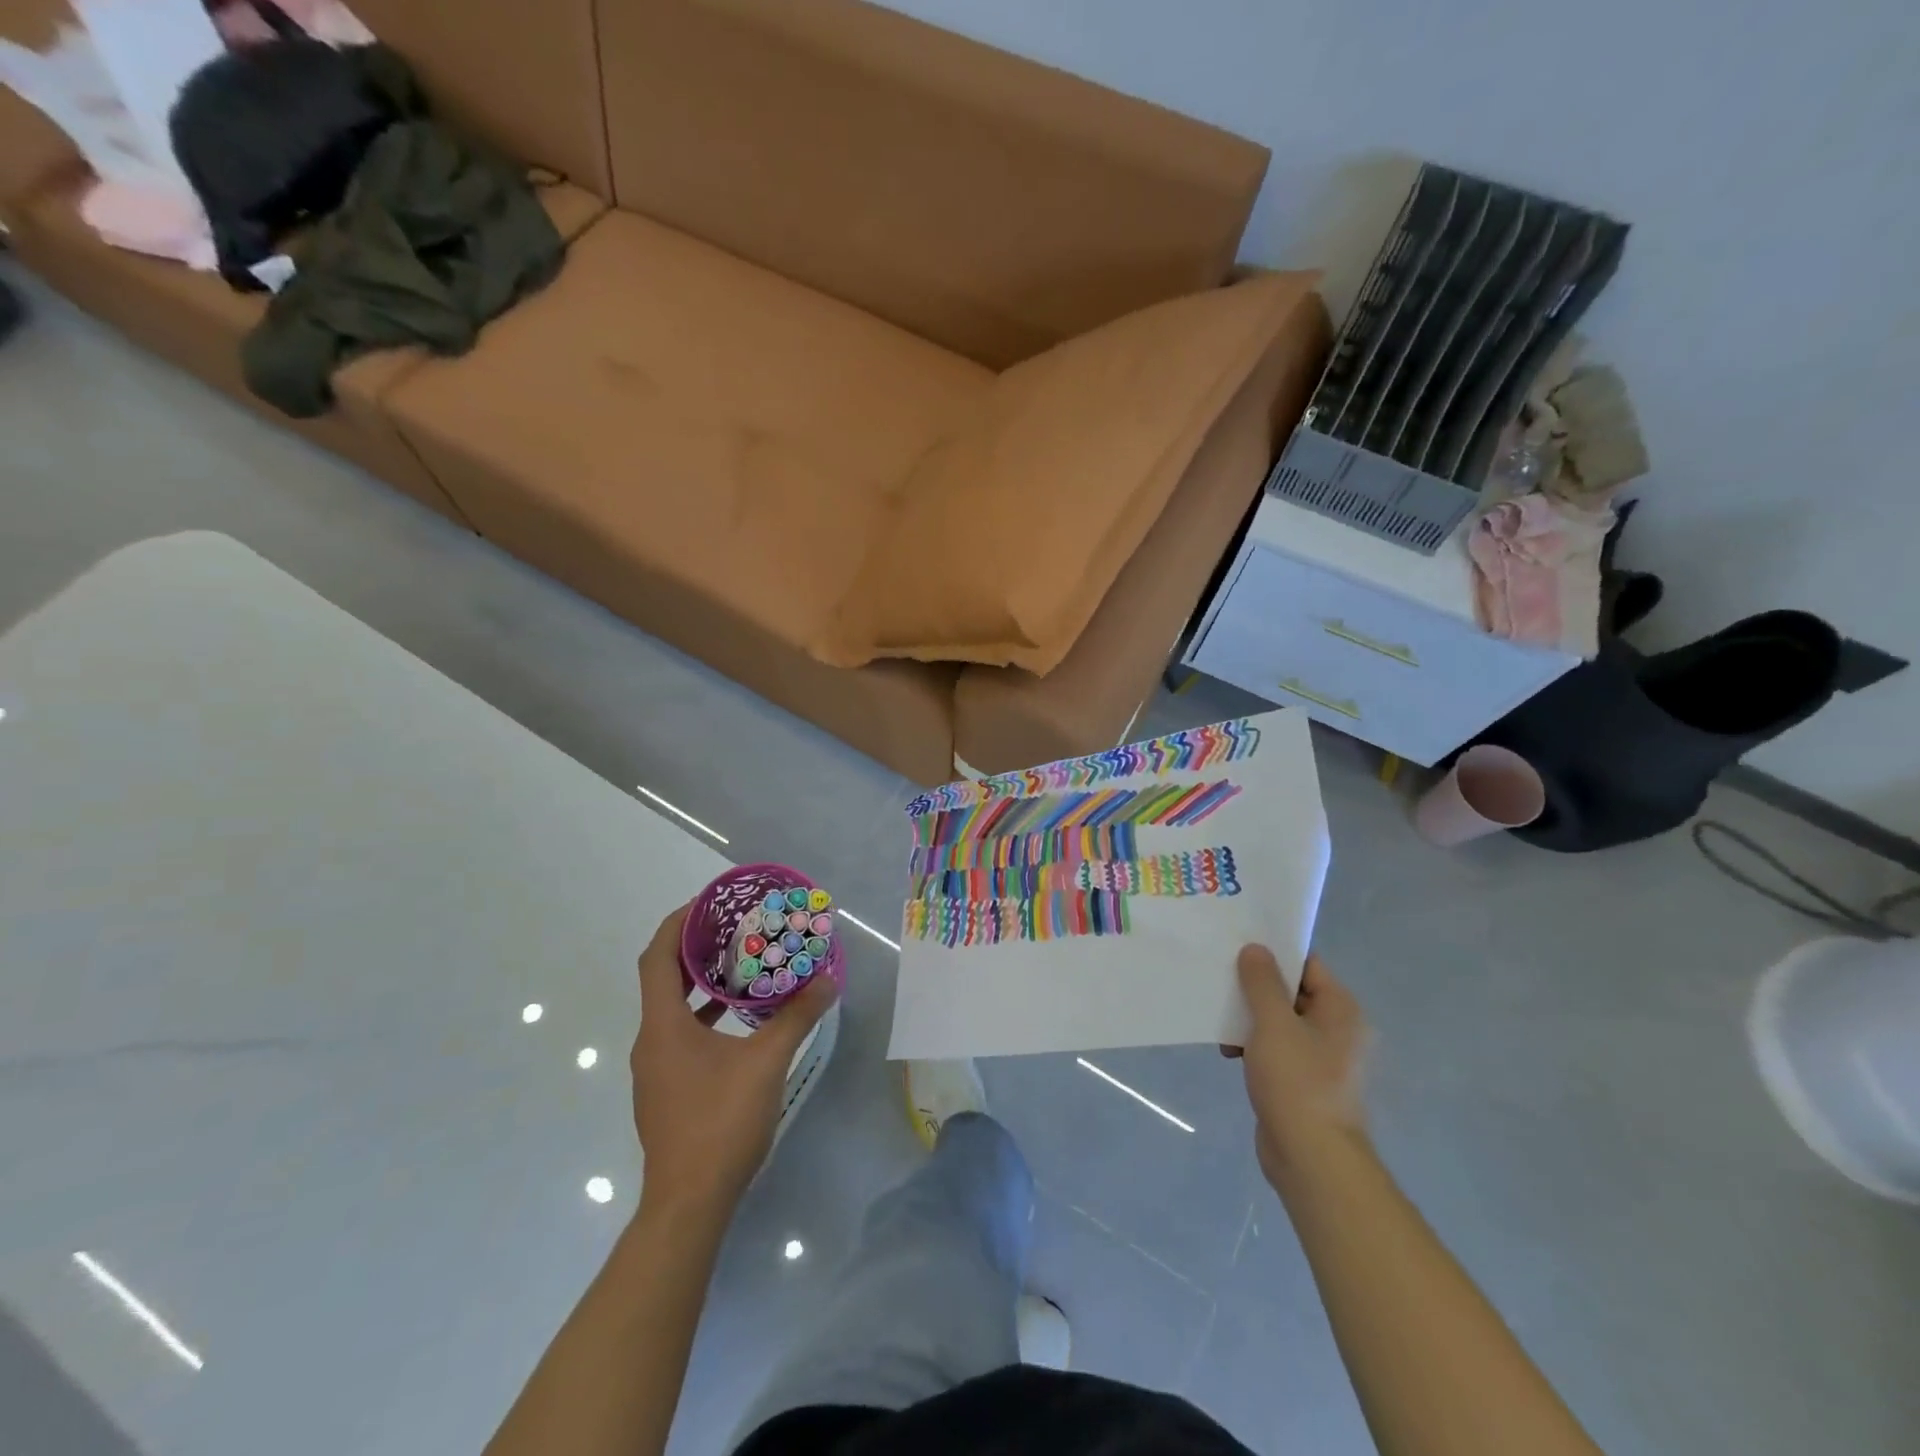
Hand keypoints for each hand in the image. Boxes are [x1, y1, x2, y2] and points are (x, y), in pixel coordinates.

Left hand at [629, 905, 837, 1216]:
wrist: (689, 1203)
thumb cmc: (720, 1122)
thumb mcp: (766, 1062)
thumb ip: (796, 1017)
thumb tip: (827, 981)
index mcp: (663, 1026)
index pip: (657, 958)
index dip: (677, 924)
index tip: (707, 903)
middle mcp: (651, 1041)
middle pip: (663, 979)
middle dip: (695, 949)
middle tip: (734, 927)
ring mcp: (656, 1069)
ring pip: (673, 1009)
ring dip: (701, 983)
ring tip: (742, 964)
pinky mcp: (667, 1089)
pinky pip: (681, 1034)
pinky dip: (705, 1015)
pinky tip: (739, 1020)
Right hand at [1223, 948, 1369, 1187]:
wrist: (1312, 1158)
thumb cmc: (1297, 1082)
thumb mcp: (1273, 1024)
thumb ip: (1262, 983)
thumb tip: (1256, 949)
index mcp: (1341, 1010)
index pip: (1307, 965)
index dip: (1274, 953)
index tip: (1238, 947)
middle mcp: (1338, 1030)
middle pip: (1292, 992)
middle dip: (1256, 987)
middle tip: (1220, 977)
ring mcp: (1322, 1058)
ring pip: (1281, 1022)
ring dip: (1251, 1018)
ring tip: (1219, 1019)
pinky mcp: (1304, 1082)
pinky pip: (1277, 1049)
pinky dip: (1254, 1045)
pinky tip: (1228, 1052)